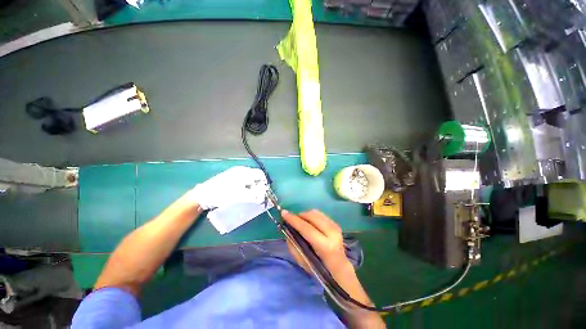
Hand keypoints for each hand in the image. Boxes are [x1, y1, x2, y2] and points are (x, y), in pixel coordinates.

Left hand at [185, 166, 267, 209]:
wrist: (204, 195)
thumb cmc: (222, 194)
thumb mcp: (239, 195)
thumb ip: (253, 196)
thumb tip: (263, 197)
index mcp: (244, 172)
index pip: (260, 174)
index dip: (263, 184)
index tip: (263, 193)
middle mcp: (241, 170)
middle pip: (255, 177)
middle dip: (258, 186)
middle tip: (257, 196)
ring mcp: (235, 173)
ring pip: (250, 180)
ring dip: (252, 188)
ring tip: (250, 196)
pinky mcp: (231, 178)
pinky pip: (243, 181)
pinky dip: (246, 188)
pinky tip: (243, 194)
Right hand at [281, 210, 351, 273]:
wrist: (340, 269)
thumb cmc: (320, 269)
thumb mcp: (303, 262)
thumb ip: (294, 246)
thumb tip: (288, 229)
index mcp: (326, 247)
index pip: (307, 228)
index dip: (294, 220)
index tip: (284, 213)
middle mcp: (333, 234)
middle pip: (312, 216)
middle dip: (299, 215)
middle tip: (291, 219)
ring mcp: (336, 227)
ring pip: (316, 213)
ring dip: (305, 215)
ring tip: (300, 221)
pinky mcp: (336, 224)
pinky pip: (320, 214)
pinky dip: (312, 216)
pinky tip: (309, 222)